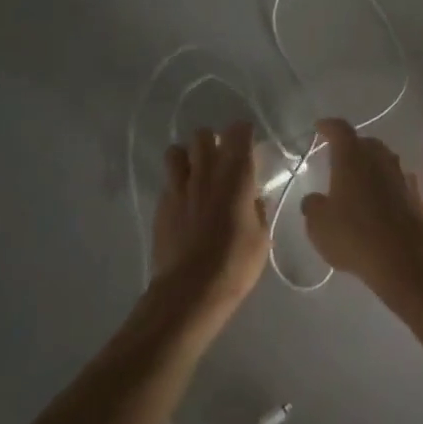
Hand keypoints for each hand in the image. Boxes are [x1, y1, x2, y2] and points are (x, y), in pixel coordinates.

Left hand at [150, 121, 269, 328]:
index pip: (238, 131)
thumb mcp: (262, 237)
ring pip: (176, 151)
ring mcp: (179, 187)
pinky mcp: (161, 206)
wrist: (190, 292)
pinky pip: (167, 182)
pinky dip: (176, 185)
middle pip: (203, 134)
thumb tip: (254, 198)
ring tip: (196, 176)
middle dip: (212, 141)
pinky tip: (184, 204)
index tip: (249, 146)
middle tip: (221, 161)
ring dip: (187, 158)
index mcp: (235, 174)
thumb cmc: (234, 263)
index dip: (244, 134)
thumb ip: (258, 209)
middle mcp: (205, 172)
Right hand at [301, 119, 422, 297]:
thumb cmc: (354, 234)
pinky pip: (396, 181)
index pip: (339, 129)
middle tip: (338, 159)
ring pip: (383, 160)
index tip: (319, 127)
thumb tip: (313, 200)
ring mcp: (400, 174)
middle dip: (351, 147)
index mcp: (352, 156)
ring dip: (370, 166)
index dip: (328, 126)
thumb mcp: (319, 226)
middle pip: (364, 142)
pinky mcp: (414, 194)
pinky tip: (380, 200)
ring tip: (358, 181)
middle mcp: (378, 157)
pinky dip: (386, 185)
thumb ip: (313, 207)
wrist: (404, 257)